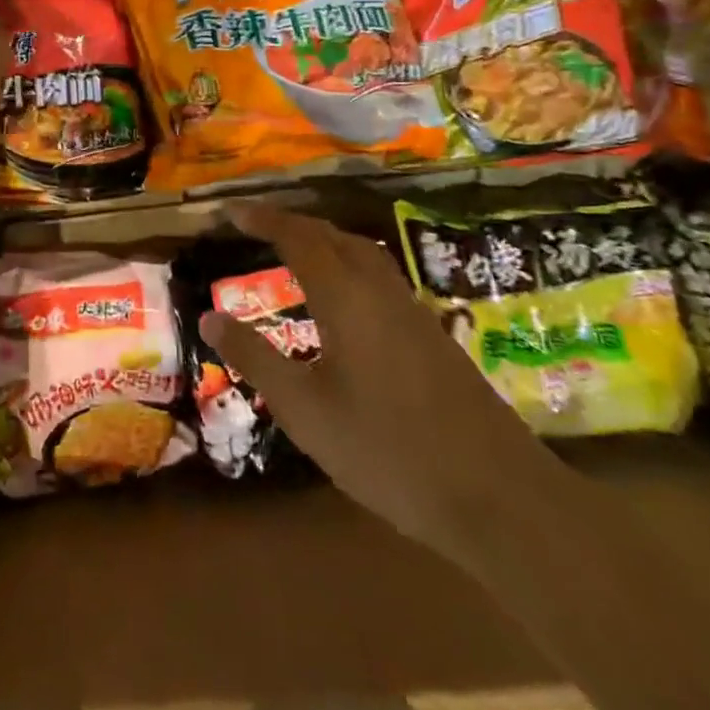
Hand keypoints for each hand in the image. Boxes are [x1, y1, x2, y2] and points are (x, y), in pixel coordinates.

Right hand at [200, 202, 564, 569]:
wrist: (500, 497)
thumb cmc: (388, 451)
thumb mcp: (305, 410)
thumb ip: (255, 358)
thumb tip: (209, 317)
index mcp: (345, 297)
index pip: (297, 237)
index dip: (263, 219)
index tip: (231, 212)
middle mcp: (380, 290)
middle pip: (333, 235)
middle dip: (292, 223)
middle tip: (257, 226)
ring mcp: (413, 311)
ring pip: (363, 253)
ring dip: (325, 240)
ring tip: (296, 251)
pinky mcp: (434, 336)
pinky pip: (381, 277)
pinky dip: (349, 265)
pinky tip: (345, 300)